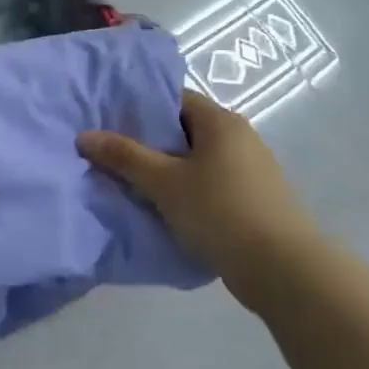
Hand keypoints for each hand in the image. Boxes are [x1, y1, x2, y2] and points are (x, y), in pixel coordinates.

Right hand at [78, 91, 324, 311]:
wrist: (283, 270)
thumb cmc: (220, 211)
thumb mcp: (163, 183)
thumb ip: (124, 157)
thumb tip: (84, 136)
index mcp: (221, 121)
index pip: (174, 98)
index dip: (140, 107)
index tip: (110, 122)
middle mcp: (240, 137)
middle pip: (185, 129)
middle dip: (149, 141)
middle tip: (112, 154)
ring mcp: (252, 169)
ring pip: (197, 159)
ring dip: (167, 169)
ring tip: (132, 182)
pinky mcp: (255, 199)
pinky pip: (211, 183)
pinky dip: (187, 189)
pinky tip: (165, 207)